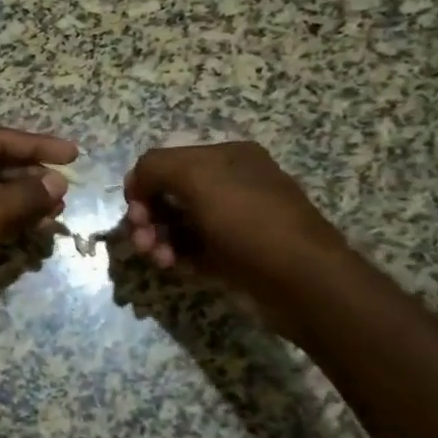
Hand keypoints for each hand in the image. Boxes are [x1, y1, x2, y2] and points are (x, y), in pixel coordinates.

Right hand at [122, 141, 347, 309]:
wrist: (302, 281)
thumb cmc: (248, 221)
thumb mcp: (197, 176)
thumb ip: (155, 166)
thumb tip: (136, 183)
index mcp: (225, 157)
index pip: (165, 162)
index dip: (142, 184)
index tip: (135, 211)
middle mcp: (228, 184)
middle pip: (167, 195)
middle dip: (147, 217)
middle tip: (141, 241)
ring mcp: (231, 221)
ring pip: (175, 225)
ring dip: (157, 240)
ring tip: (159, 259)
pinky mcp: (231, 254)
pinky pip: (190, 250)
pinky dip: (175, 257)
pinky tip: (175, 267)